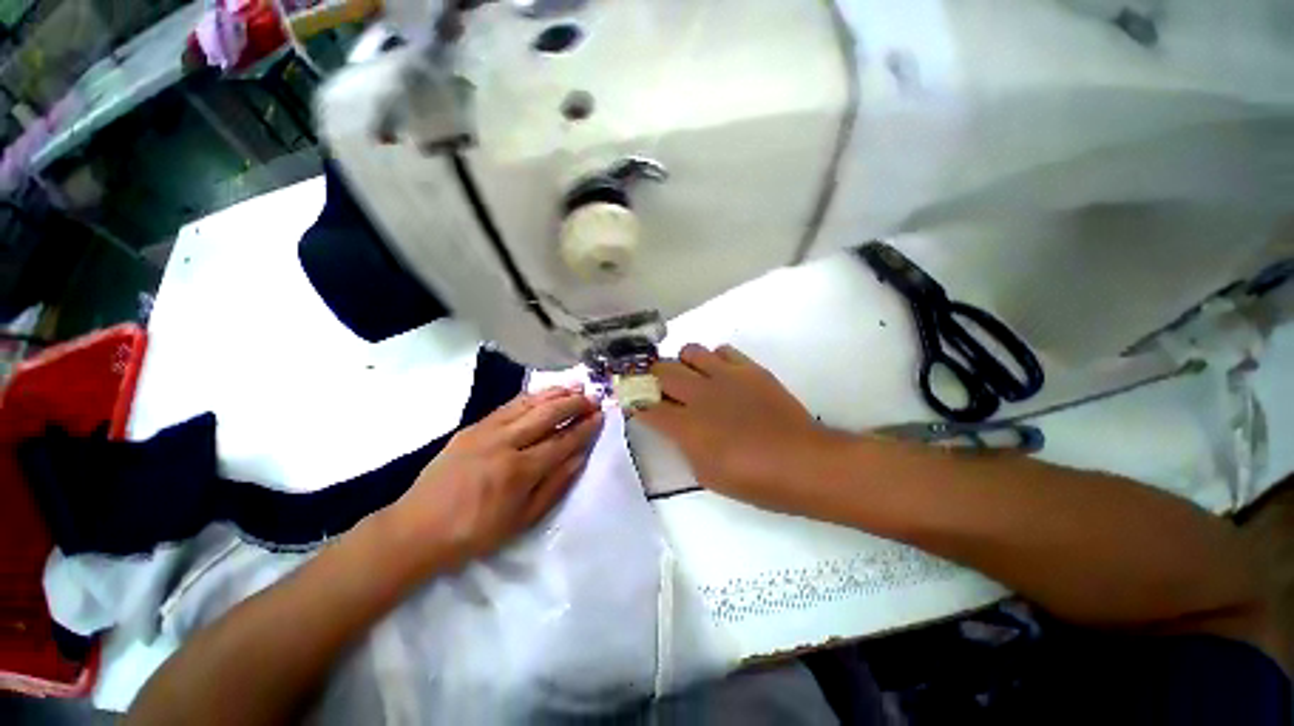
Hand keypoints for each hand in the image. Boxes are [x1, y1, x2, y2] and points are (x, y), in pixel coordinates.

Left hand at [385, 387, 602, 574]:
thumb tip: (580, 457)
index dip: (584, 428)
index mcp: (519, 471)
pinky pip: (508, 405)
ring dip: (555, 393)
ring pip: (529, 404)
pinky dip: (531, 396)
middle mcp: (505, 444)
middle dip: (574, 404)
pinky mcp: (472, 427)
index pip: (562, 441)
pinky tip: (543, 393)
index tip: (600, 416)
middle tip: (592, 398)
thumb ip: (555, 485)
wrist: (416, 529)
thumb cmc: (474, 533)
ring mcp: (486, 431)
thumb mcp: (522, 521)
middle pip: (548, 415)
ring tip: (575, 387)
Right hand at [636, 344, 843, 513]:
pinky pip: (722, 350)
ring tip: (690, 377)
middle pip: (660, 370)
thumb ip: (684, 444)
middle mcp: (700, 394)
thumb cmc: (753, 480)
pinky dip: (714, 359)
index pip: (645, 406)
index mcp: (686, 426)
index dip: (634, 401)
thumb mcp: (706, 474)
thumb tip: (676, 425)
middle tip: (656, 385)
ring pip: (689, 351)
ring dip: (683, 363)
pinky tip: (720, 374)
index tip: (632, 400)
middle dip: (651, 376)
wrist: (803, 463)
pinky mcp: (749, 369)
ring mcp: (725, 376)